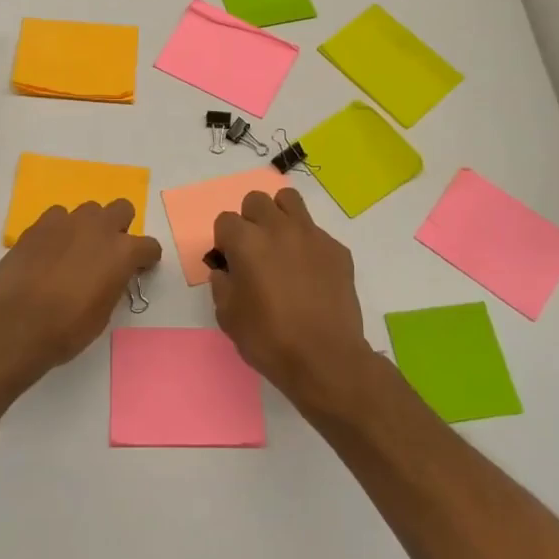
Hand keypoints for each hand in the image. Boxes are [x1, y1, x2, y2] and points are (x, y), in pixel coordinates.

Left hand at [0, 200, 162, 380]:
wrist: (16, 324)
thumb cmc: (67, 328)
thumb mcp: (104, 313)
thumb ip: (113, 284)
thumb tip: (110, 276)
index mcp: (122, 252)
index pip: (149, 246)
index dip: (146, 259)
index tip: (138, 269)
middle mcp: (99, 228)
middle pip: (122, 208)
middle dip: (120, 226)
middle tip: (107, 252)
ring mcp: (67, 221)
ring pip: (89, 210)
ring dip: (88, 226)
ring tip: (74, 250)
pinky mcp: (39, 224)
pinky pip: (58, 216)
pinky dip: (59, 229)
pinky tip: (50, 250)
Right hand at [211, 188, 371, 406]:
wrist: (325, 358)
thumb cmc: (269, 339)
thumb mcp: (228, 316)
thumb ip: (222, 285)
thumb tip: (226, 271)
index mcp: (246, 241)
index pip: (225, 220)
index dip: (224, 241)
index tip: (230, 263)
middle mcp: (278, 228)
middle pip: (256, 200)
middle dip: (249, 220)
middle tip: (254, 250)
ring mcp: (311, 235)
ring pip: (289, 201)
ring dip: (279, 216)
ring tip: (281, 246)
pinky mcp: (337, 249)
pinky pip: (316, 231)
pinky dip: (307, 243)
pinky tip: (309, 273)